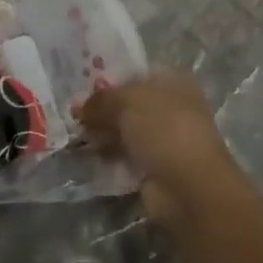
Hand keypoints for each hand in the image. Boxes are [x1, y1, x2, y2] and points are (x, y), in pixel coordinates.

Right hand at [80, 73, 246, 228]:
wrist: (189, 187)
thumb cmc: (163, 129)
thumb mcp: (127, 102)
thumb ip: (100, 100)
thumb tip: (77, 105)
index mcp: (173, 82)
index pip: (136, 75)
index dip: (110, 80)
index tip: (82, 88)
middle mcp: (172, 108)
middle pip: (129, 104)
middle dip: (103, 110)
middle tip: (73, 114)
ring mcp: (165, 140)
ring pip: (126, 131)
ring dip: (103, 134)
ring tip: (76, 135)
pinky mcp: (156, 168)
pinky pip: (126, 157)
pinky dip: (110, 156)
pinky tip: (89, 155)